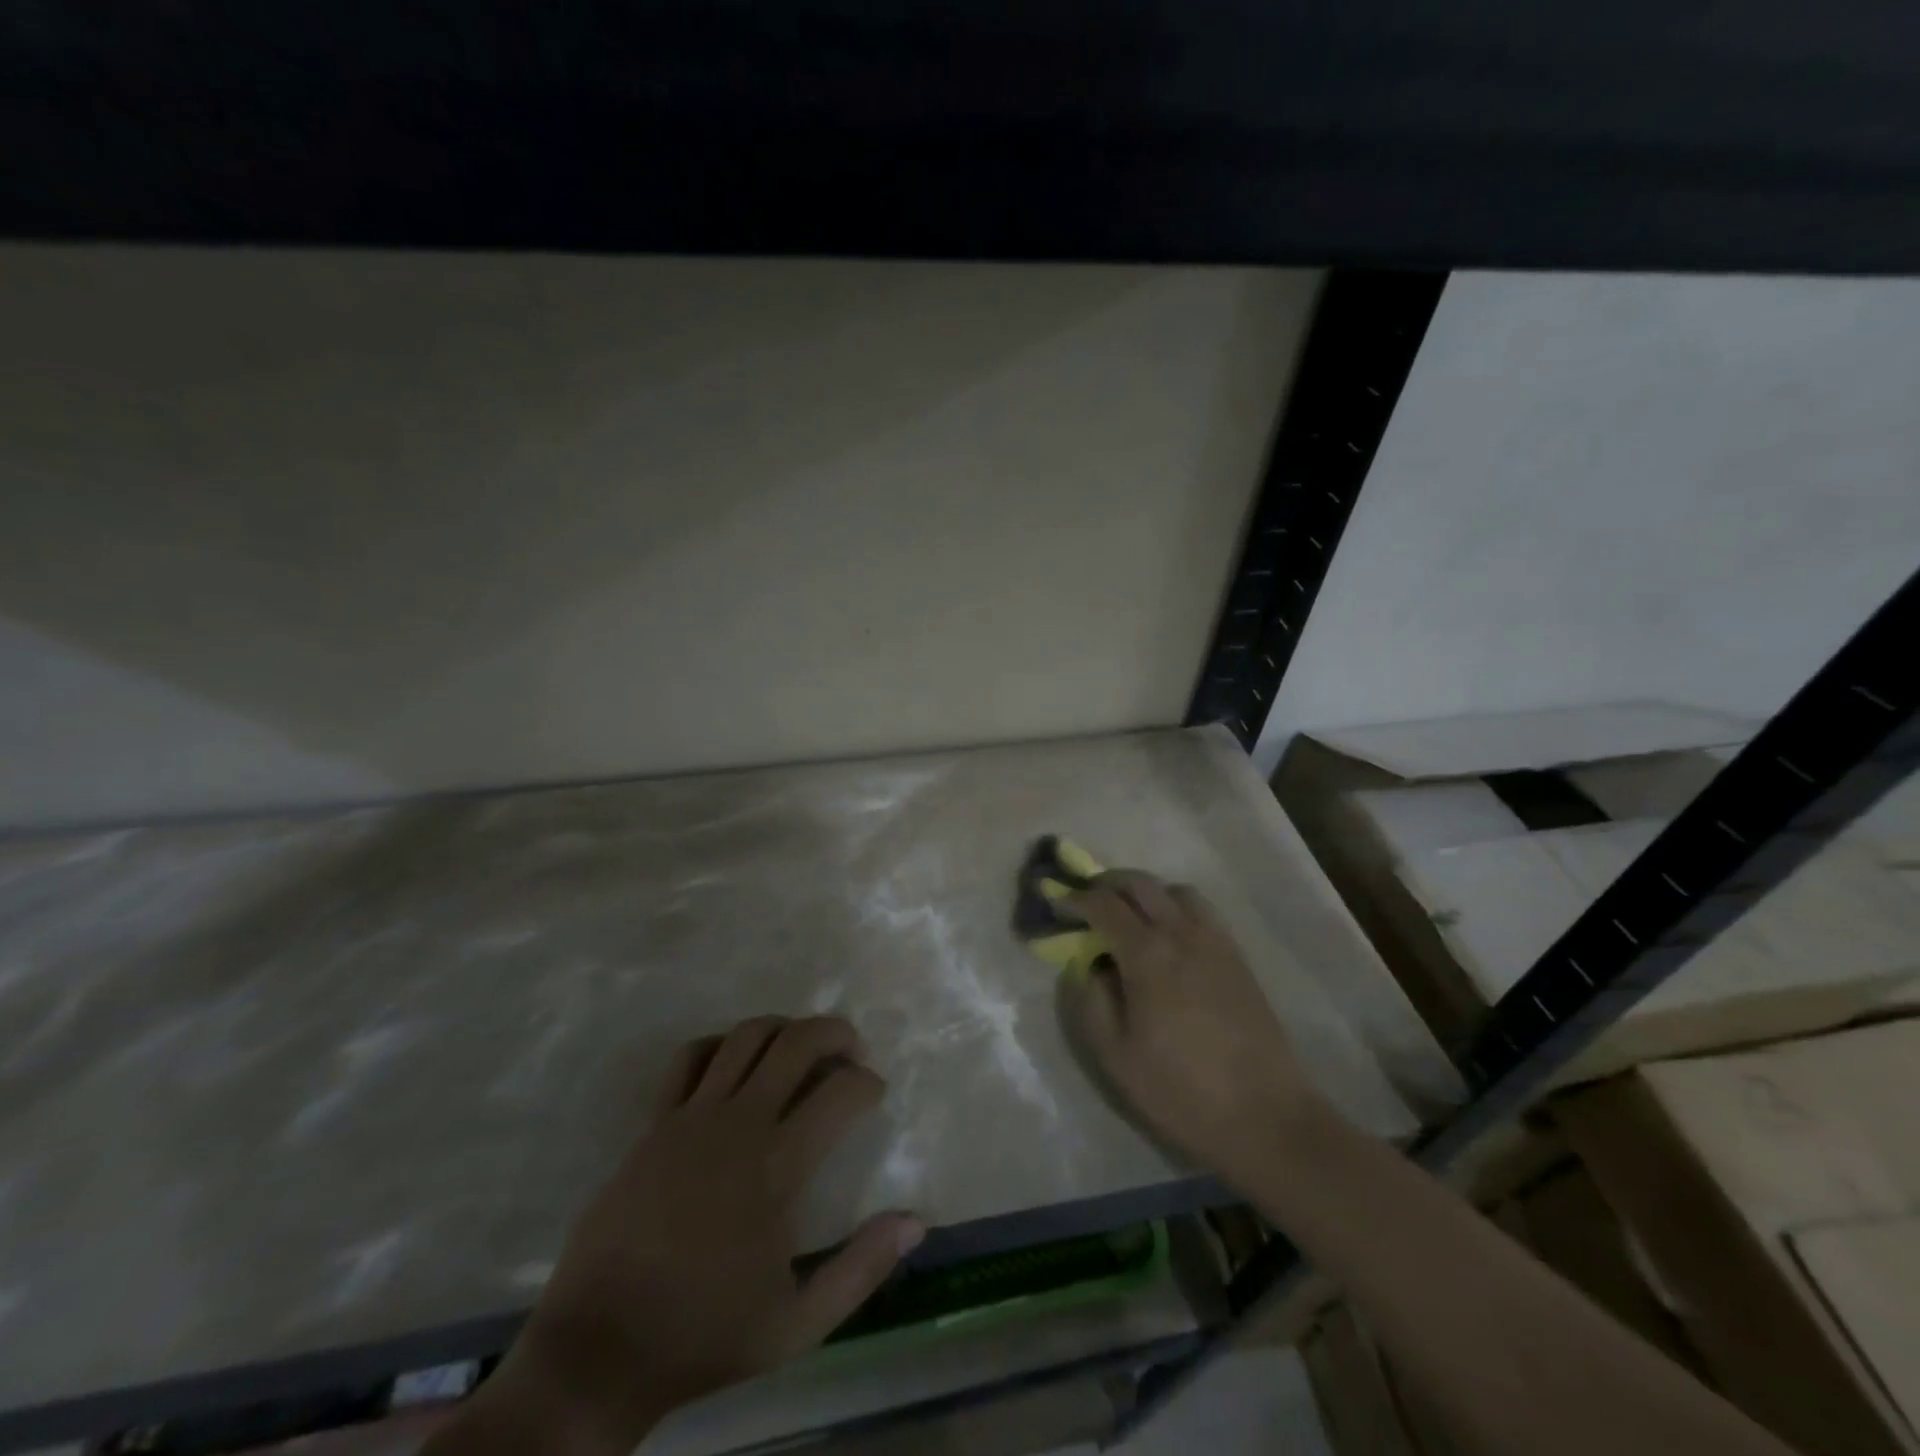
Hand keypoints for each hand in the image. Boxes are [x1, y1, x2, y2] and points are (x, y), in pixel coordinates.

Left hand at [451, 1017, 923, 1455]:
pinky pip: (690, 1057)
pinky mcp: (654, 1123)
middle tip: (851, 1049)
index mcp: (776, 1167)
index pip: (840, 1093)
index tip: (874, 1093)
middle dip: (834, 1032)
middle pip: (796, 1042)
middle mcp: (738, 1124)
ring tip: (800, 1047)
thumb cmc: (705, 1335)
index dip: (867, 1083)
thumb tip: (917, 1220)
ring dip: (783, 1028)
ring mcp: (690, 1117)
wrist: (599, 1350)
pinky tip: (735, 1061)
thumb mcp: (798, 1323)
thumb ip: (861, 1268)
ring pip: (746, 1036)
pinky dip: (721, 1044)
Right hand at [1059, 871, 1321, 1188]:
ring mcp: (1215, 941)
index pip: (1103, 904)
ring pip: (1174, 890)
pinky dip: (1174, 906)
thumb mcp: (1115, 1056)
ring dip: (1144, 892)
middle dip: (1106, 884)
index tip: (1055, 904)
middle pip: (1139, 883)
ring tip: (1129, 916)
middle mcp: (1182, 933)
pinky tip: (1168, 936)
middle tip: (1085, 902)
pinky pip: (1201, 910)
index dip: (1073, 899)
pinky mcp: (1237, 956)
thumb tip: (1086, 965)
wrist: (1265, 1116)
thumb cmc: (1181, 1090)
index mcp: (1148, 954)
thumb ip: (1091, 1001)